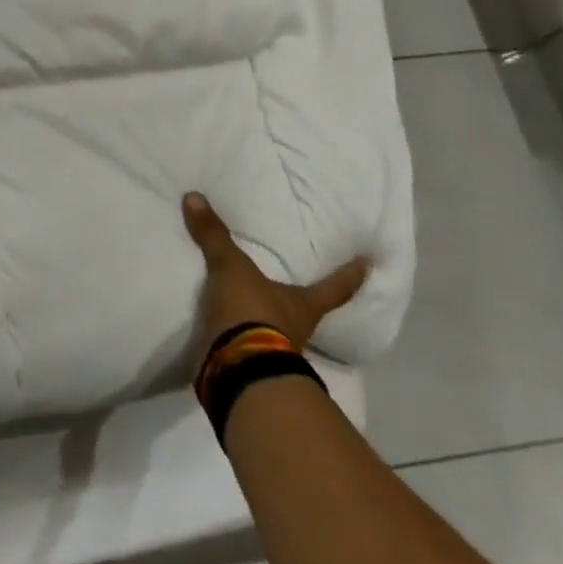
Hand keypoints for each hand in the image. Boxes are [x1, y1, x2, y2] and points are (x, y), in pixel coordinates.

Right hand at [183, 193, 368, 354]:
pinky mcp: (248, 364)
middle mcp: (296, 329)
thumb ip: (214, 236)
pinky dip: (236, 335)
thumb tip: (194, 196)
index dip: (351, 275)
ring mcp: (273, 351)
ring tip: (252, 301)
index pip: (335, 288)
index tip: (368, 264)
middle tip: (301, 283)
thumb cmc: (252, 313)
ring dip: (267, 319)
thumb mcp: (231, 268)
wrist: (235, 367)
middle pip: (306, 311)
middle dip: (303, 300)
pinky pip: (244, 343)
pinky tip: (223, 324)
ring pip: (276, 330)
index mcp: (304, 305)